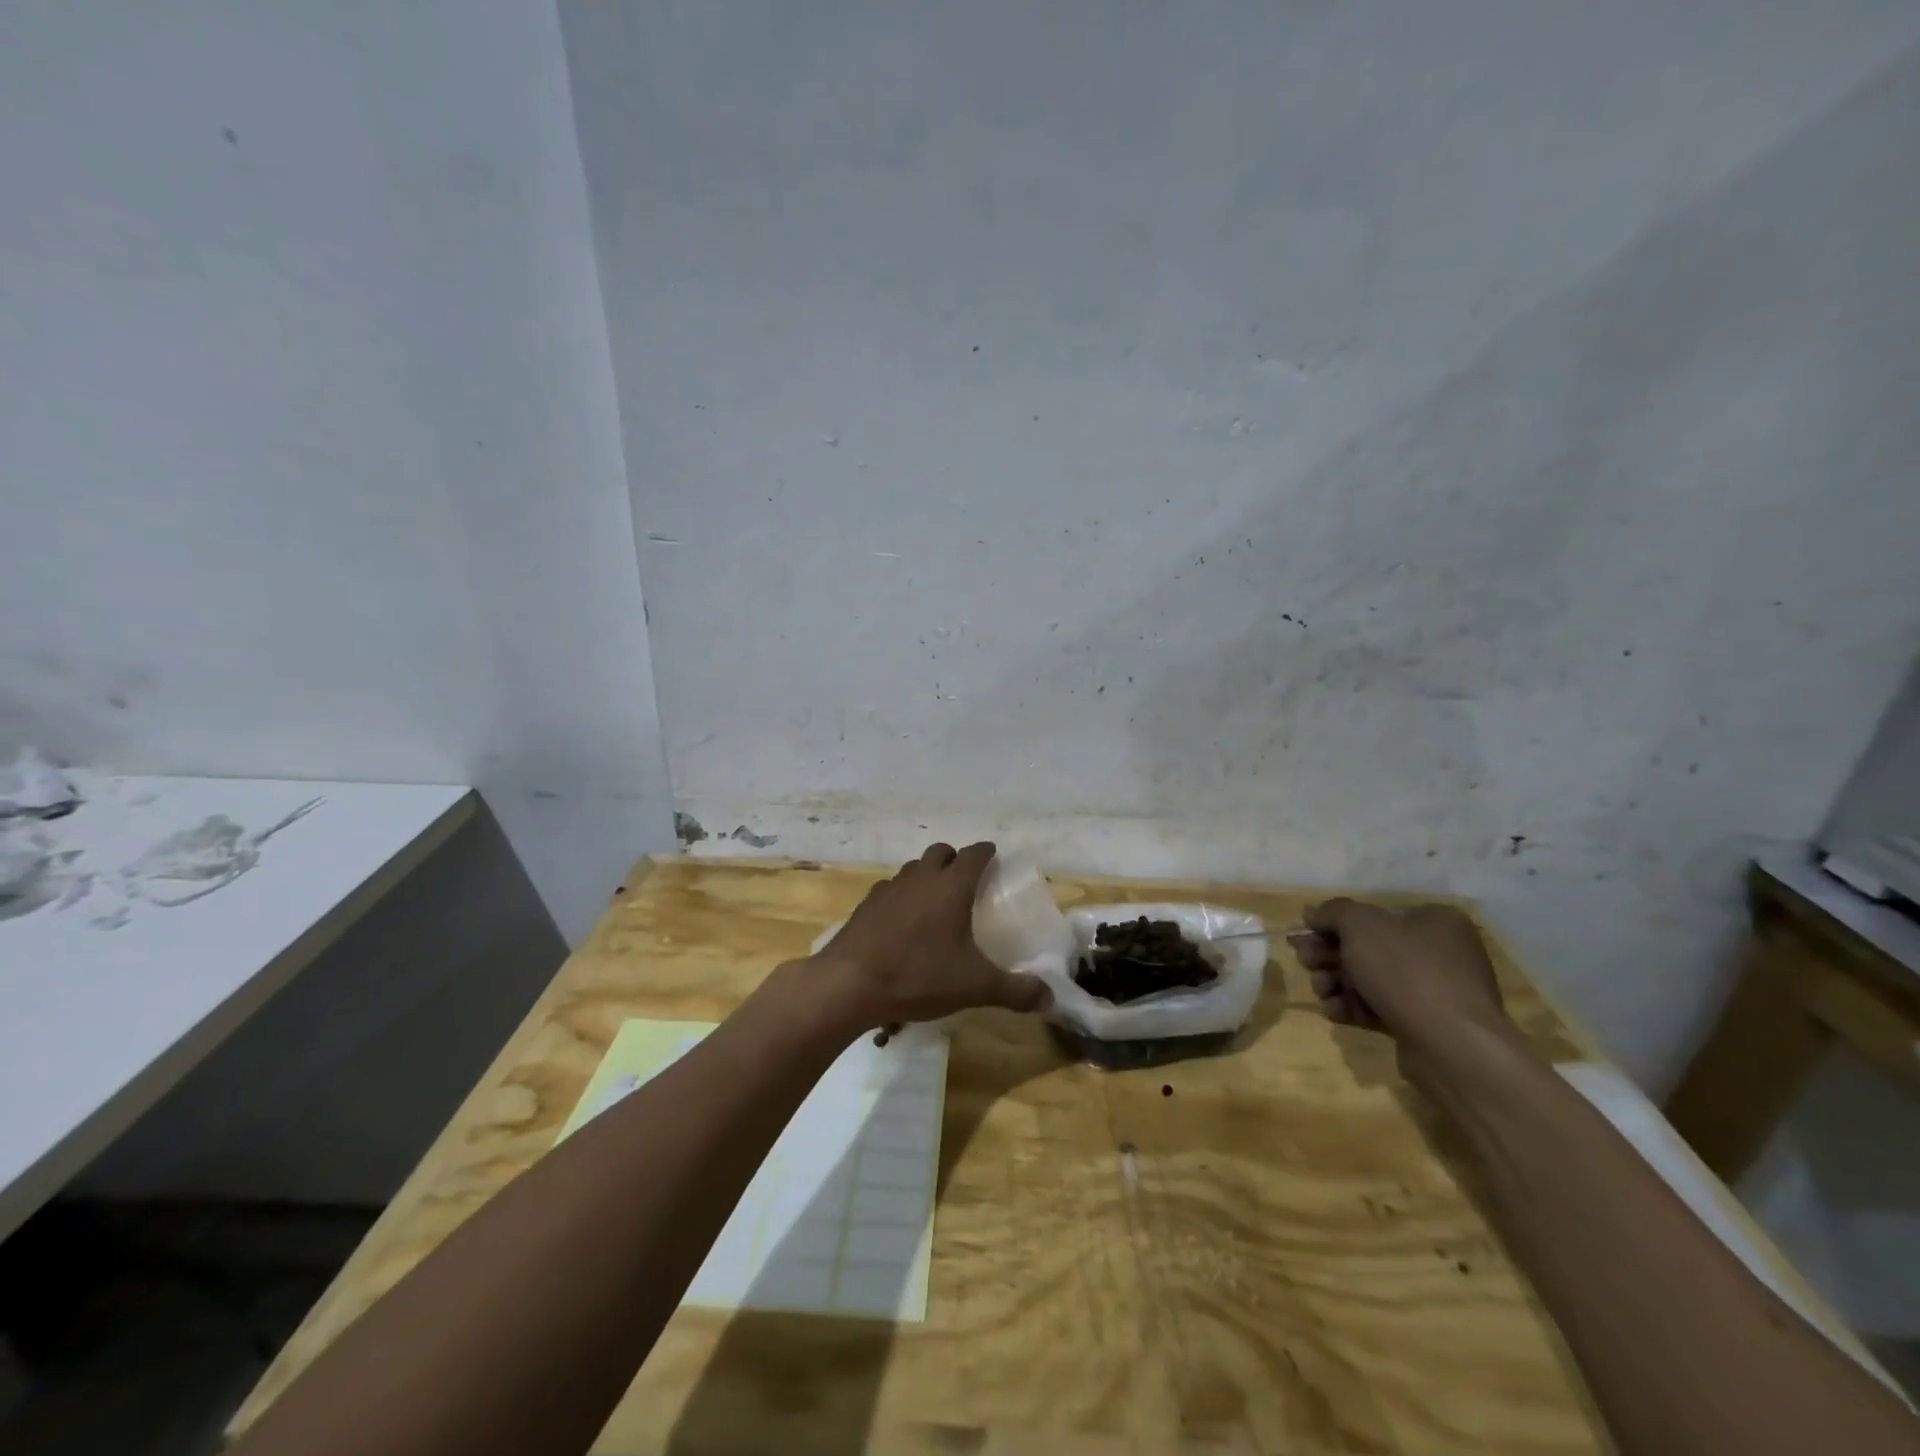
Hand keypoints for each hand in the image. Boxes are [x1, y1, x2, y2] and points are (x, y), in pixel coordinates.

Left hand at [810, 842, 1049, 1034]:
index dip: (986, 853)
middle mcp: (921, 878)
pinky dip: (902, 895)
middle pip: (940, 852)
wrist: (849, 984)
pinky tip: (902, 921)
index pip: (974, 854)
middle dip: (955, 859)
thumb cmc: (919, 976)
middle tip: (966, 880)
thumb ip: (1015, 991)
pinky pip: (890, 889)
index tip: (994, 856)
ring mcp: (889, 889)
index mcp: (951, 887)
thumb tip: (1050, 998)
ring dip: (927, 875)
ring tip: (935, 900)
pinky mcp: (866, 905)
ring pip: (913, 868)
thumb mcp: (975, 987)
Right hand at [1293, 899, 1513, 1067]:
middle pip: (1367, 947)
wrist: (1452, 1046)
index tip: (1305, 935)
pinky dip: (1353, 1007)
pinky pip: (1380, 1007)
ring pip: (1369, 979)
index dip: (1333, 924)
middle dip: (1329, 955)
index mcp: (1433, 921)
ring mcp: (1433, 991)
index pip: (1372, 914)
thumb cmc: (1407, 972)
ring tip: (1320, 990)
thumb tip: (1313, 912)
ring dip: (1335, 982)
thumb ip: (1333, 912)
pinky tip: (1334, 1011)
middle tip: (1305, 962)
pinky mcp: (1423, 1024)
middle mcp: (1438, 952)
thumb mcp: (1361, 926)